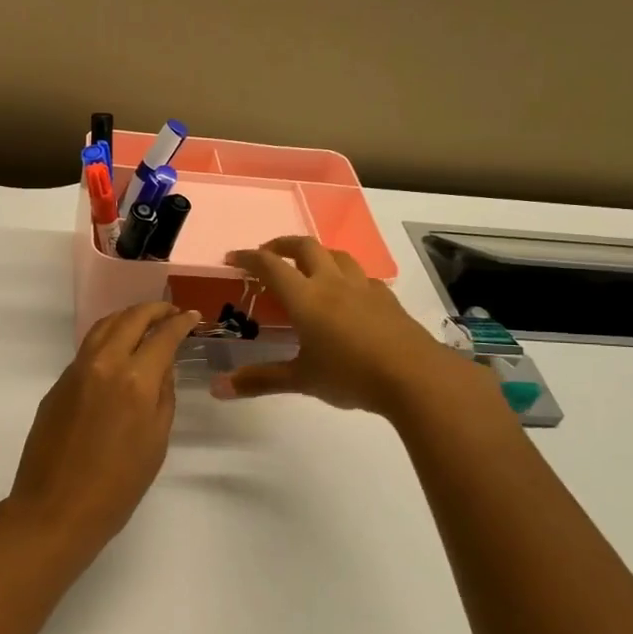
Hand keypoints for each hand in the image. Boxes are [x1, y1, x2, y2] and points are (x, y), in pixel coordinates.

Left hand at [3, 302, 199, 559]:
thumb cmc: (117, 486)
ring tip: (145, 322)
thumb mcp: (156, 441)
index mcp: (135, 380)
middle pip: (130, 319)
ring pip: (103, 326)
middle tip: (171, 312)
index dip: (180, 322)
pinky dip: (107, 337)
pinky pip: (87, 348)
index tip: (192, 316)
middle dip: (154, 310)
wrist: (56, 509)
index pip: (163, 336)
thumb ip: (163, 395)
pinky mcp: (58, 384)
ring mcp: (75, 371)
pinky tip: (117, 350)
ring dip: (127, 317)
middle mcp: (104, 364)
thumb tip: (162, 366)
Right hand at [212, 236, 487, 417]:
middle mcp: (332, 283)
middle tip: (268, 254)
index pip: (270, 265)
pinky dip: (345, 275)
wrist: (415, 377)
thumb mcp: (301, 380)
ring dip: (316, 254)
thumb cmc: (350, 375)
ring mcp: (363, 288)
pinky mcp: (386, 298)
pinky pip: (361, 276)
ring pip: (336, 255)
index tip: (233, 258)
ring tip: (306, 267)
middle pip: (305, 246)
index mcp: (305, 297)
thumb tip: (217, 389)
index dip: (248, 257)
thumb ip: (260, 380)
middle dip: (282, 244)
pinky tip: (346, 293)